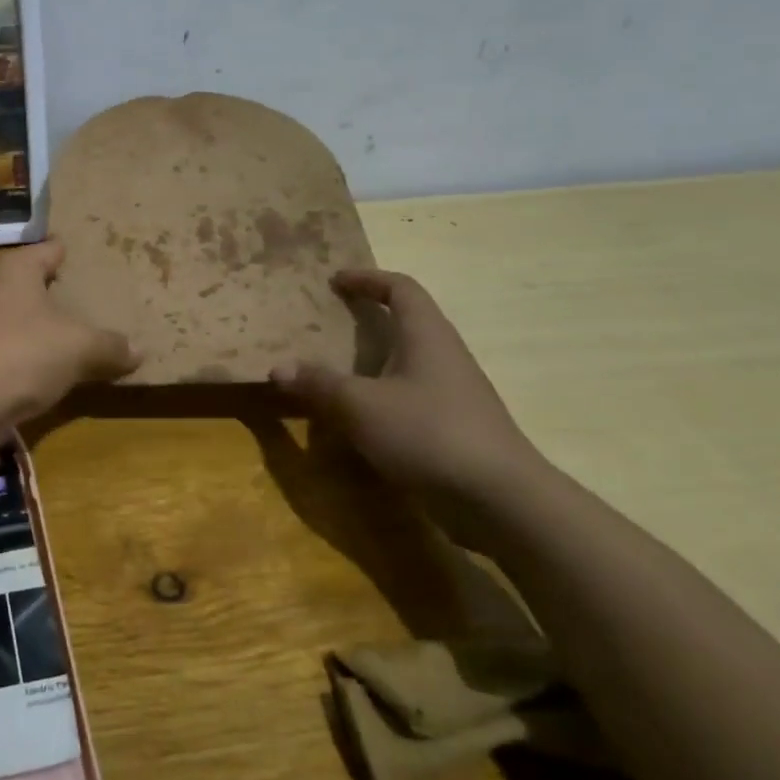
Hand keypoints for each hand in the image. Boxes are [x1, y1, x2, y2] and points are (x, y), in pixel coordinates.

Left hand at [0, 241, 138, 426]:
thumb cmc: (22, 354)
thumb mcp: (79, 348)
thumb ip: (110, 346)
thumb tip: (138, 350)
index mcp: (15, 270)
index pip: (47, 249)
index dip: (69, 251)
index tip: (92, 255)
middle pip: (30, 282)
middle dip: (57, 290)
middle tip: (93, 296)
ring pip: (17, 317)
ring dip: (42, 326)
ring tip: (76, 333)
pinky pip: (8, 348)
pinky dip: (28, 354)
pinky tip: (50, 368)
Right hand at [270, 269, 549, 510]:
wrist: (502, 501)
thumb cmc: (429, 433)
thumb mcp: (360, 406)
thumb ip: (318, 384)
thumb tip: (277, 368)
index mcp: (427, 335)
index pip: (401, 288)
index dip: (367, 278)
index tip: (334, 281)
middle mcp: (444, 356)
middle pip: (407, 321)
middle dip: (368, 317)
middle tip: (328, 322)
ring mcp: (454, 394)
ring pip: (408, 361)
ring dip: (373, 359)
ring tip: (335, 369)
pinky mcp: (455, 428)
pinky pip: (411, 396)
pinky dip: (382, 395)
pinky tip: (359, 417)